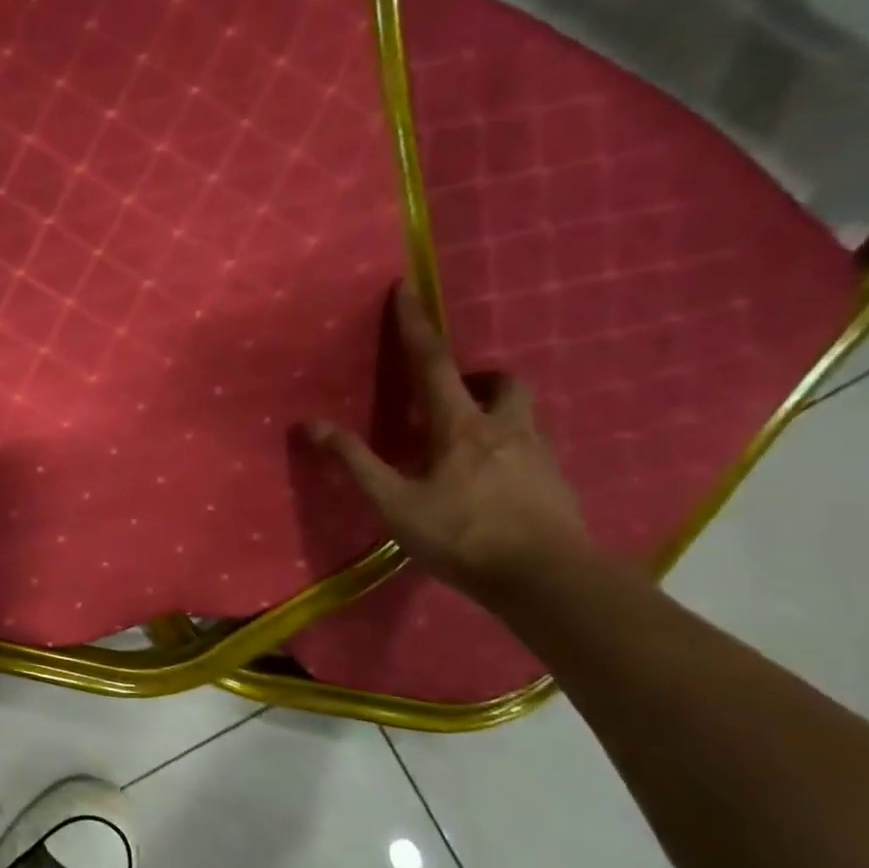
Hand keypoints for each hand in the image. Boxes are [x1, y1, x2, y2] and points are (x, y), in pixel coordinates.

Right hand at [309, 283, 593, 606]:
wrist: (546, 579)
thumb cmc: (462, 536)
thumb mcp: (395, 502)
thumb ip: (355, 462)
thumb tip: (312, 425)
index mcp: (460, 427)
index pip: (433, 363)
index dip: (415, 326)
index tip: (406, 288)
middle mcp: (505, 428)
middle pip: (501, 381)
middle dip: (477, 375)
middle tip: (451, 395)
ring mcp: (538, 454)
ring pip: (522, 412)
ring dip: (495, 409)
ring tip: (467, 441)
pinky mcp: (556, 482)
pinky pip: (531, 446)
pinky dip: (508, 448)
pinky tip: (492, 481)